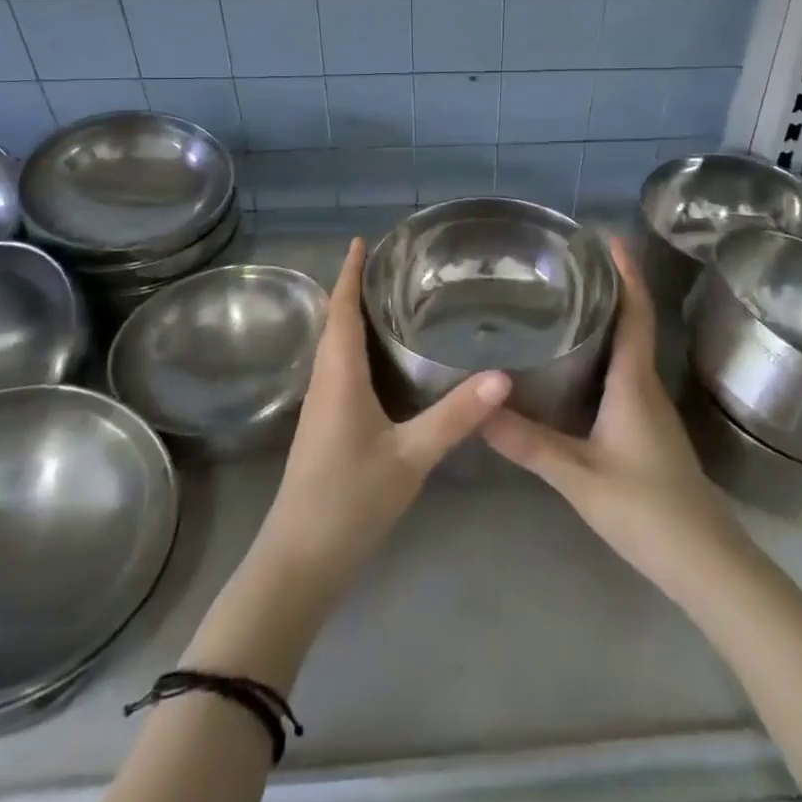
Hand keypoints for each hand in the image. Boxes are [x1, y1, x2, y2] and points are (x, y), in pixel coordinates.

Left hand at [255, 239, 507, 598]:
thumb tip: (502, 376)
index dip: (349, 274)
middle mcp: (324, 383)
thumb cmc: (350, 500)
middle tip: (389, 263)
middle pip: (335, 323)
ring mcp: (320, 407)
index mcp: (339, 377)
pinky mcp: (324, 427)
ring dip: (352, 317)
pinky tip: (381, 359)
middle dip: (353, 288)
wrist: (300, 560)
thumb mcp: (410, 457)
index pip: (341, 311)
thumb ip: (455, 416)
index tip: (361, 241)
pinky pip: (338, 370)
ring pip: (334, 348)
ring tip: (387, 298)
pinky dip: (355, 347)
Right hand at [482, 239, 752, 608]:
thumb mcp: (578, 476)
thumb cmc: (646, 510)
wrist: (705, 563)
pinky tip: (578, 364)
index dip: (627, 273)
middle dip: (611, 288)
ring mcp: (650, 409)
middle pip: (633, 323)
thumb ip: (529, 443)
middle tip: (571, 265)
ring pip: (630, 350)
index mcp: (634, 383)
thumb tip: (480, 407)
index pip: (636, 314)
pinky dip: (606, 353)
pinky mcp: (648, 429)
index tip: (610, 237)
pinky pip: (626, 374)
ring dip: (608, 320)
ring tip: (568, 302)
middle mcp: (646, 386)